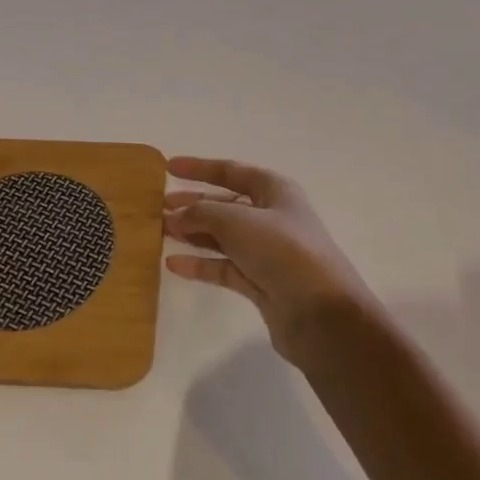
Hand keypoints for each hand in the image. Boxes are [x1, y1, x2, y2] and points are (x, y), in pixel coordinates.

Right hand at [163, 156, 376, 364]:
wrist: (321, 313)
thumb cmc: (282, 251)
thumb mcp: (237, 221)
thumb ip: (202, 213)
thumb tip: (176, 215)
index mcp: (274, 190)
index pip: (231, 172)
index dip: (200, 168)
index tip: (167, 167)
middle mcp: (272, 217)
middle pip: (225, 205)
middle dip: (193, 203)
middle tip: (159, 205)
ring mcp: (267, 252)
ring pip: (223, 237)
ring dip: (193, 233)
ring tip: (160, 231)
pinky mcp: (261, 283)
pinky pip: (224, 267)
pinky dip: (201, 264)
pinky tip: (173, 264)